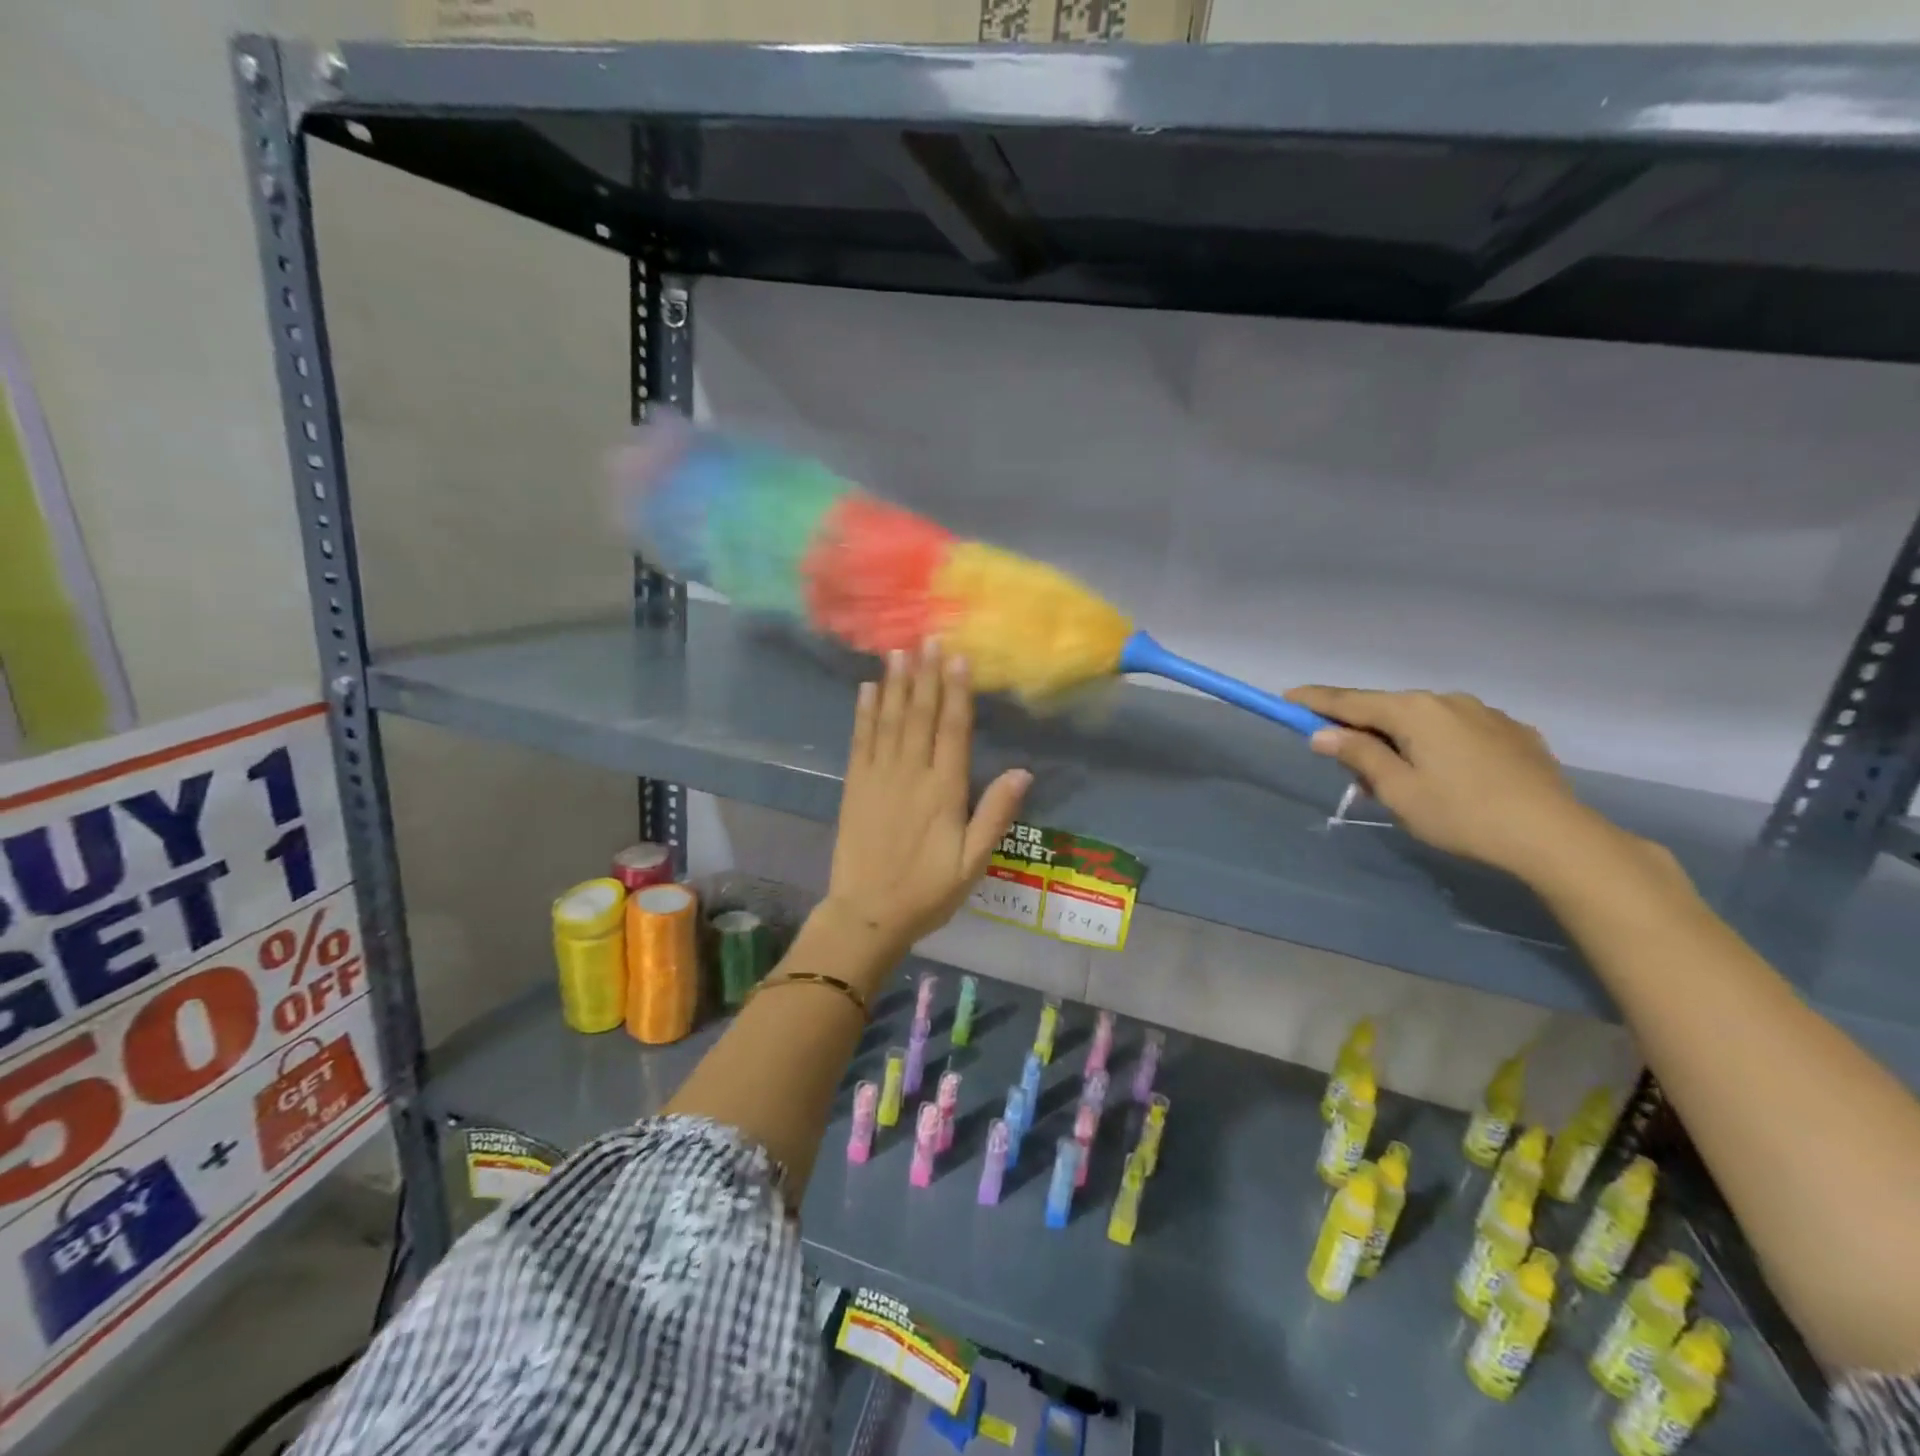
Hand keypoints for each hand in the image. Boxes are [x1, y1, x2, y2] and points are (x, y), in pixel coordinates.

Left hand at [821, 642, 1030, 966]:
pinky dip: (864, 712)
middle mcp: (911, 774)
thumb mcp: (972, 862)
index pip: (953, 730)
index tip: (958, 657)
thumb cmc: (927, 891)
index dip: (956, 691)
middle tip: (929, 638)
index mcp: (944, 791)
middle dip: (926, 675)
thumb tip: (1023, 772)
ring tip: (900, 650)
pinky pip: (860, 740)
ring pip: (889, 720)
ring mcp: (878, 777)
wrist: (868, 913)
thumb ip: (995, 815)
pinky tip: (868, 688)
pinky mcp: (855, 786)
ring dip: (896, 683)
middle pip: (920, 715)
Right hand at [1286, 685, 1605, 880]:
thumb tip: (1323, 734)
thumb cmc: (1462, 815)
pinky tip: (1447, 776)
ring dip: (1400, 740)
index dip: (1315, 701)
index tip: (1287, 697)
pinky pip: (1457, 731)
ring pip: (1424, 720)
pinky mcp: (1513, 733)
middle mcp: (1448, 700)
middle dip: (1361, 731)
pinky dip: (1437, 745)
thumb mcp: (1398, 790)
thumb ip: (1359, 755)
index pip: (1350, 701)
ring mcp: (1485, 713)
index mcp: (1414, 711)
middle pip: (1387, 709)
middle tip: (1347, 767)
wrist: (1555, 836)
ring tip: (1401, 780)